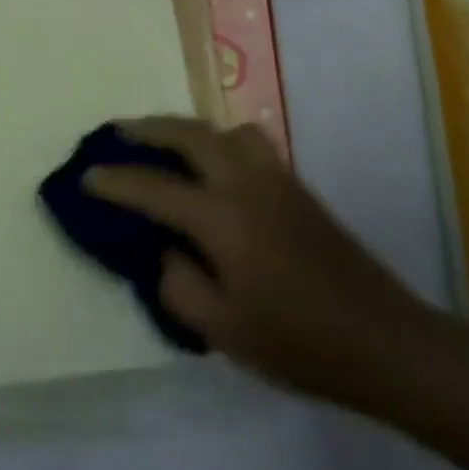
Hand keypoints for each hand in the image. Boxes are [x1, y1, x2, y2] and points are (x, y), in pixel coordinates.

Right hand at [87, 117, 440, 407]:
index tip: (86, 175)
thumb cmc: (298, 341)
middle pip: (189, 134)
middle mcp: (245, 181)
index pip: (155, 188)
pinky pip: (246, 141)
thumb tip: (167, 252)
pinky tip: (215, 165)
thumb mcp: (225, 330)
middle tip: (118, 131)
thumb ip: (181, 285)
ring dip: (187, 127)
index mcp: (222, 216)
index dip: (116, 181)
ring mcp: (274, 176)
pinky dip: (218, 138)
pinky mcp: (295, 184)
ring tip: (167, 142)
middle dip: (149, 128)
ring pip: (222, 129)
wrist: (382, 338)